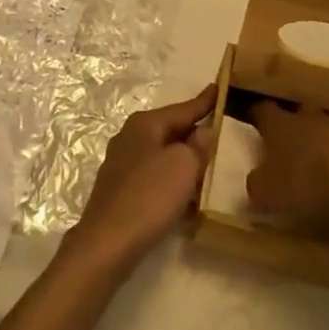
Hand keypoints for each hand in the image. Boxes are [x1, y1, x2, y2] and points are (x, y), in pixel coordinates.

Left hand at [69, 85, 218, 270]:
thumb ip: (198, 146)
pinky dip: (172, 180)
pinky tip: (187, 195)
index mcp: (145, 124)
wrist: (108, 242)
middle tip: (220, 129)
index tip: (219, 87)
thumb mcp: (183, 166)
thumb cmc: (149, 196)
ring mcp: (123, 163)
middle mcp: (130, 136)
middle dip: (194, 131)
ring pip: (163, 154)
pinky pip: (155, 176)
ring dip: (184, 159)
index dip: (204, 101)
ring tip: (210, 164)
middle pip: (171, 129)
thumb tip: (204, 130)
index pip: (183, 108)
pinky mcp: (121, 189)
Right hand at [247, 102, 328, 219]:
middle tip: (289, 147)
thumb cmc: (309, 181)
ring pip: (327, 127)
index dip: (258, 117)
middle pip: (297, 114)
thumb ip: (258, 185)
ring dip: (323, 141)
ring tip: (322, 165)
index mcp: (280, 124)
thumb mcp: (270, 193)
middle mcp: (308, 117)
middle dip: (293, 127)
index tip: (254, 124)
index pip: (263, 111)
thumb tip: (256, 181)